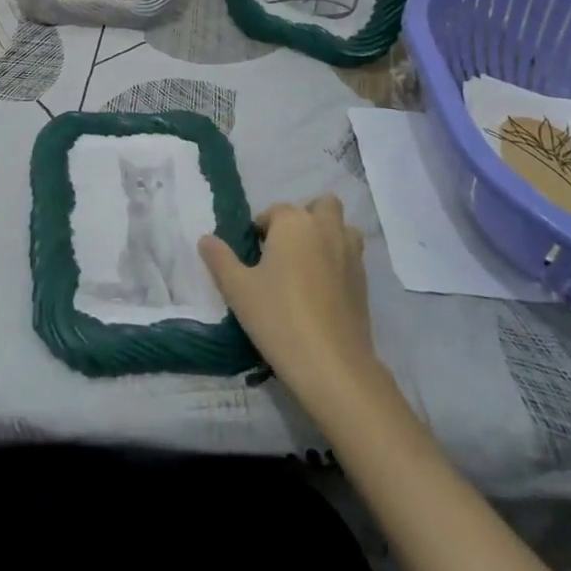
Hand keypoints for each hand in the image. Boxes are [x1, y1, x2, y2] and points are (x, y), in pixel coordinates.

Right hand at [198, 195, 386, 416]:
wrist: (332, 365)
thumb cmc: (279, 317)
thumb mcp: (237, 289)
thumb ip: (219, 259)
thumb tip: (205, 239)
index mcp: (294, 223)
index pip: (274, 211)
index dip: (261, 230)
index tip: (253, 257)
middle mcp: (325, 229)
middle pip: (321, 205)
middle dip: (304, 219)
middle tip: (285, 251)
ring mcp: (350, 254)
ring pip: (343, 228)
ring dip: (328, 235)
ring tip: (308, 265)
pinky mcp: (364, 282)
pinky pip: (352, 257)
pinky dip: (339, 262)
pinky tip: (323, 292)